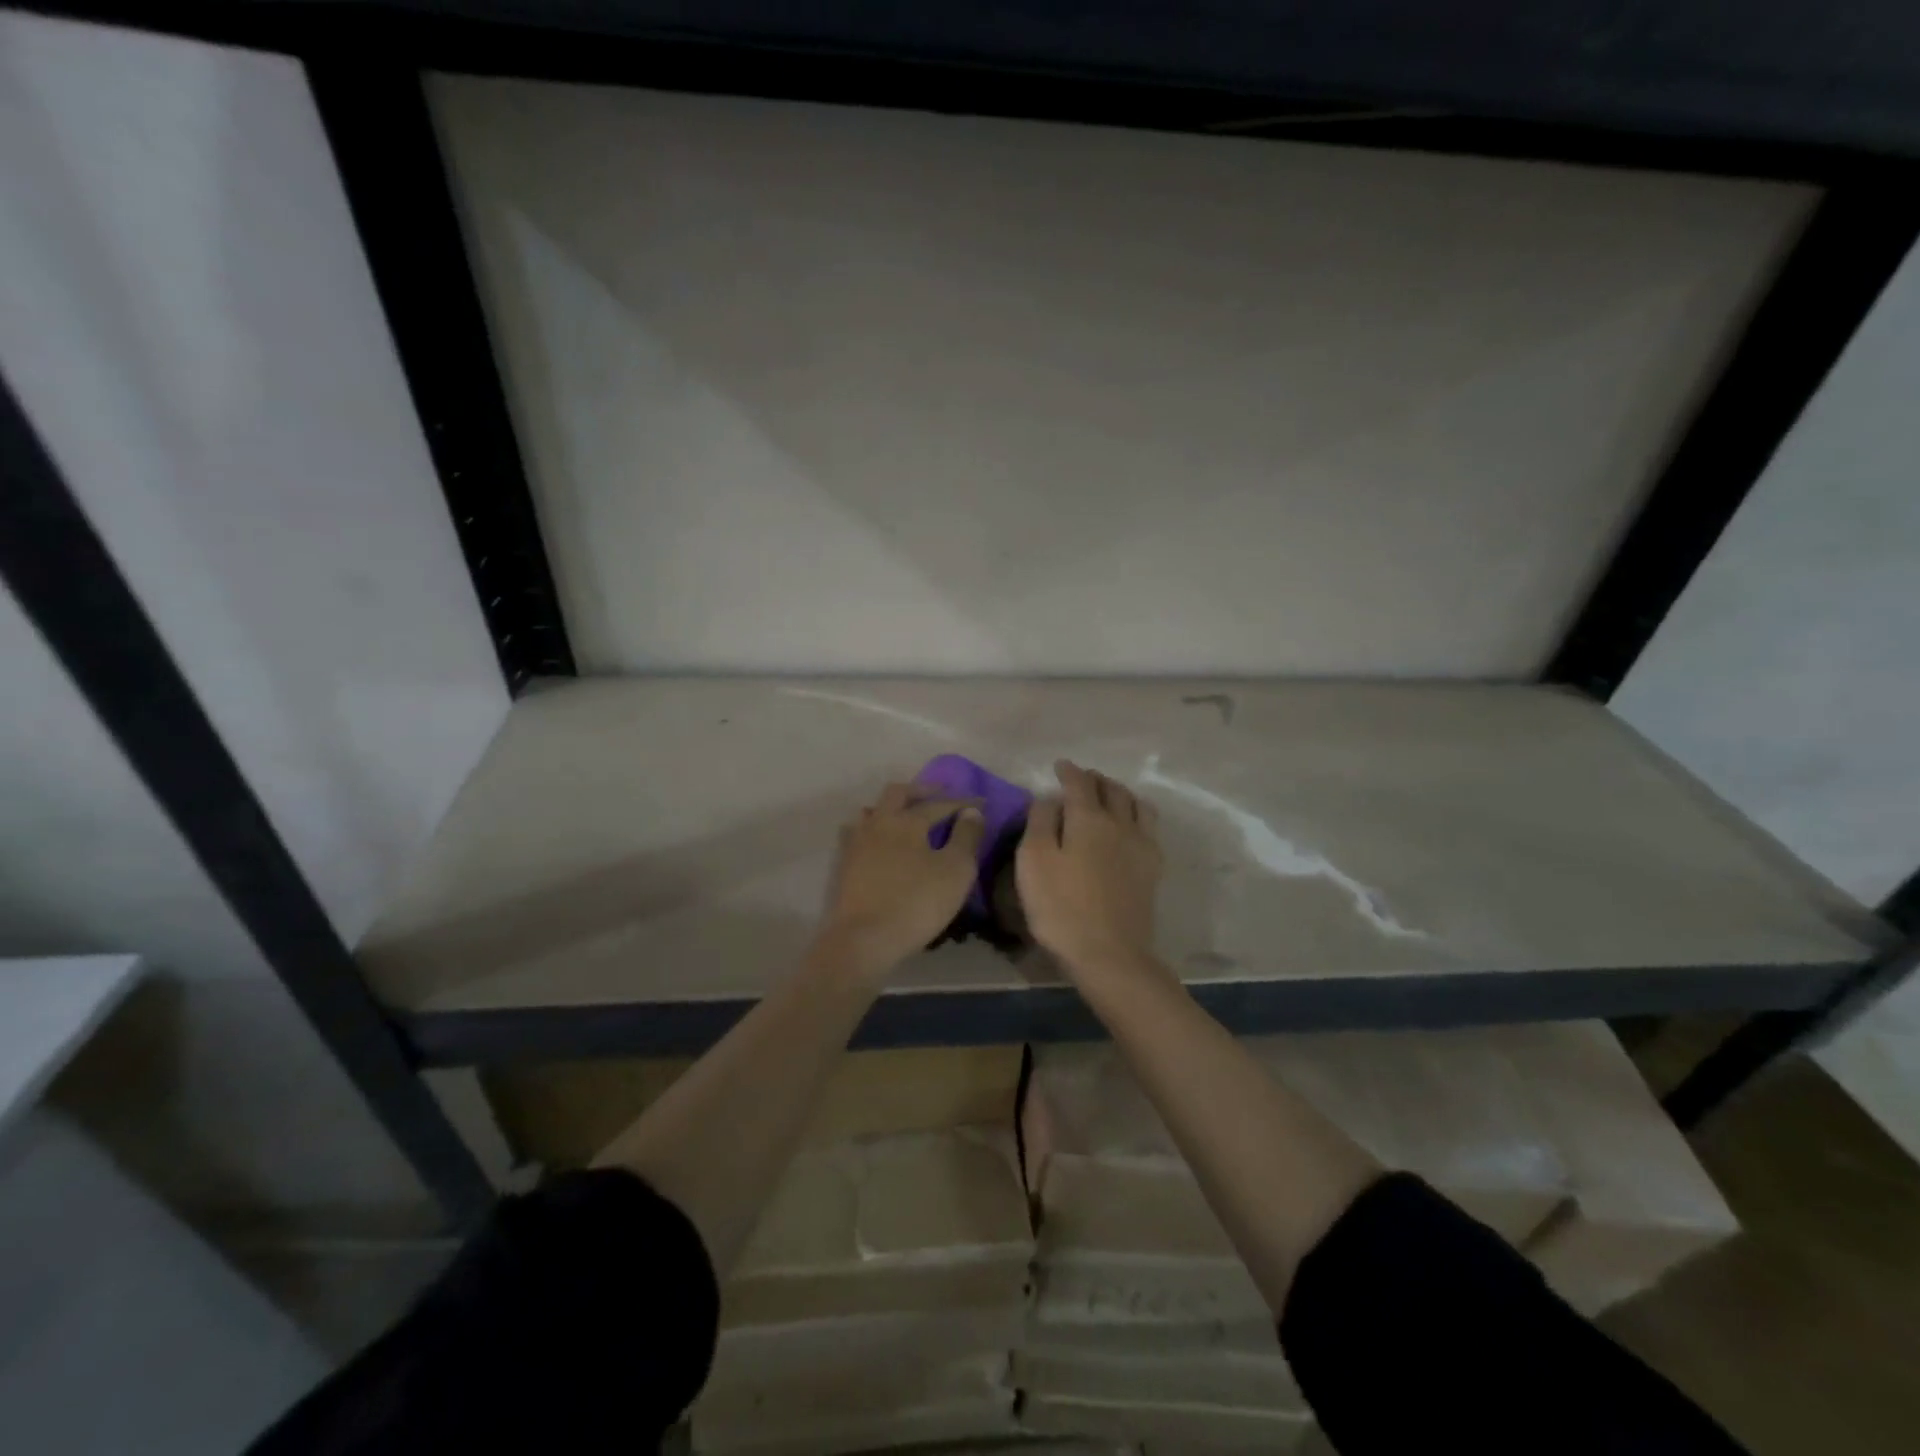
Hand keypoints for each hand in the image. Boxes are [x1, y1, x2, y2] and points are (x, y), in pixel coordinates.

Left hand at [815, 782, 984, 979]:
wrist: (864, 939)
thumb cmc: (917, 903)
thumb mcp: (956, 871)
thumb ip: (967, 837)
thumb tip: (971, 812)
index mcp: (907, 821)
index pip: (938, 803)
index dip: (962, 802)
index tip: (981, 803)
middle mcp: (879, 822)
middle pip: (897, 793)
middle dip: (921, 791)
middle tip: (940, 797)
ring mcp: (857, 842)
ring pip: (872, 811)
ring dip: (892, 808)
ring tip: (907, 817)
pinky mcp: (845, 864)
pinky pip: (858, 834)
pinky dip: (874, 830)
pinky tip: (881, 842)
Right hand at [1017, 760, 1162, 978]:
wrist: (1109, 953)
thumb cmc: (1061, 907)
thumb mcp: (1033, 861)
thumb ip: (1040, 822)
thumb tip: (1049, 798)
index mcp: (1088, 818)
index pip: (1079, 783)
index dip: (1068, 771)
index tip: (1059, 766)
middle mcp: (1120, 823)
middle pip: (1111, 789)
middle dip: (1095, 779)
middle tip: (1081, 780)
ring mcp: (1141, 845)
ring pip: (1136, 803)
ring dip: (1120, 792)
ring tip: (1108, 796)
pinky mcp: (1153, 868)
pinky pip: (1150, 827)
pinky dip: (1137, 814)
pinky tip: (1130, 825)